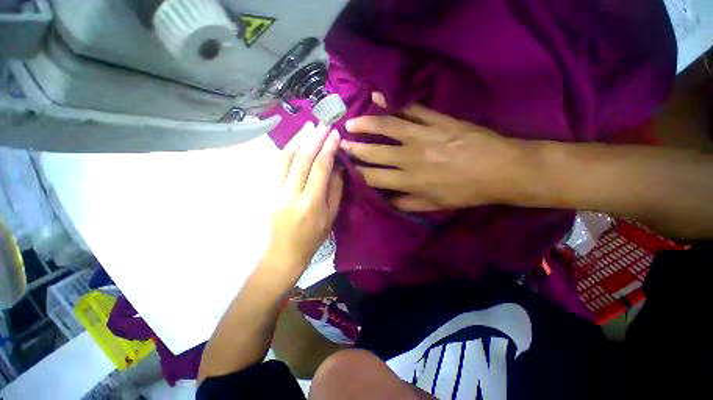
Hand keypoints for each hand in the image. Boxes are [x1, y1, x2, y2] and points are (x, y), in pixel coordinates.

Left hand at [266, 122, 343, 273]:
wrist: (285, 251)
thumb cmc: (314, 237)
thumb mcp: (331, 215)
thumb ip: (335, 189)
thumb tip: (337, 166)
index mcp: (311, 202)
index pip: (320, 167)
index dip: (328, 148)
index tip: (335, 134)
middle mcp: (292, 193)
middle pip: (302, 158)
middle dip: (314, 138)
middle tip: (324, 125)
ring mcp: (277, 190)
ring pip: (285, 157)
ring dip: (298, 138)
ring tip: (309, 126)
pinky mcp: (270, 190)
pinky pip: (278, 164)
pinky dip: (288, 148)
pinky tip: (296, 140)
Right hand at [341, 93, 519, 211]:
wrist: (500, 170)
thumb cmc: (466, 192)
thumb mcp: (435, 205)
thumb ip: (407, 203)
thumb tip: (387, 200)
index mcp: (409, 181)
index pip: (374, 177)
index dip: (359, 172)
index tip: (348, 167)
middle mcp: (410, 158)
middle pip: (375, 152)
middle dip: (355, 148)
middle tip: (341, 143)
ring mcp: (422, 136)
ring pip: (387, 128)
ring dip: (367, 125)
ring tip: (351, 122)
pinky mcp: (436, 120)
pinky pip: (411, 109)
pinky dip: (393, 102)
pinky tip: (378, 96)